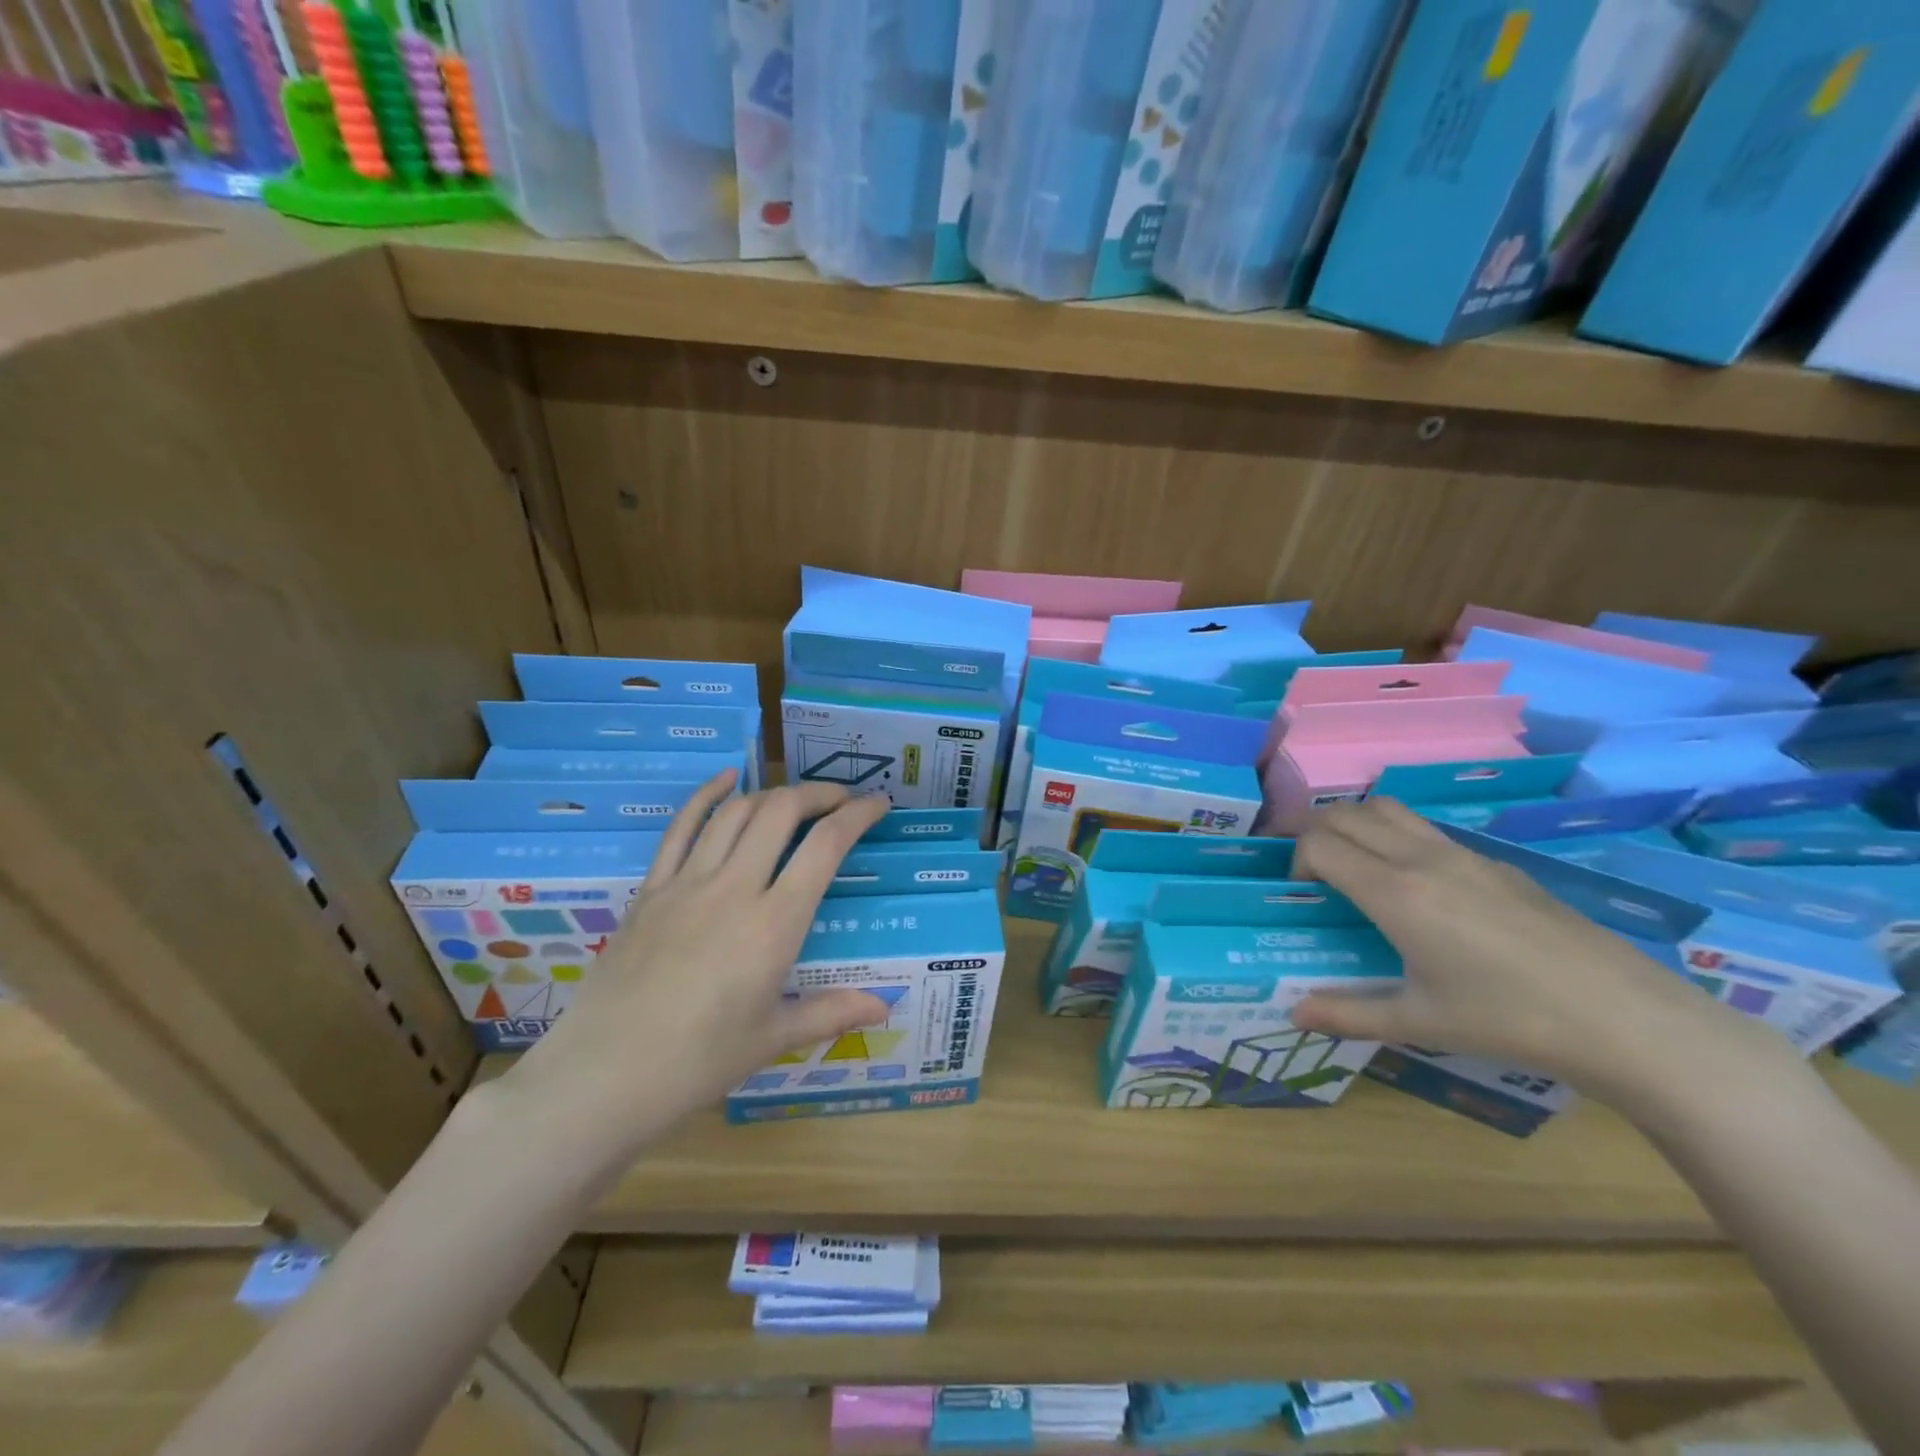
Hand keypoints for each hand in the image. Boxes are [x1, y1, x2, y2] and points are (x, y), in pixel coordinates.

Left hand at [503, 772, 889, 1150]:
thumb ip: (832, 1012)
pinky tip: (726, 778)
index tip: (877, 805)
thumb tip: (884, 1007)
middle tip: (840, 801)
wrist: (604, 1075)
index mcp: (774, 924)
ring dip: (771, 794)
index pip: (825, 846)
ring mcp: (687, 883)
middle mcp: (734, 888)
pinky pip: (680, 827)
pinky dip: (707, 796)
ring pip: (735, 812)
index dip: (857, 815)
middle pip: (780, 812)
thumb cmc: (698, 1062)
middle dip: (818, 795)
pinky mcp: (651, 889)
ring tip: (793, 801)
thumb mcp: (773, 1039)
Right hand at [1289, 798, 1764, 1101]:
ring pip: (1387, 808)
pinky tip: (1419, 888)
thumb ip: (1347, 1013)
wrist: (1623, 1017)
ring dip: (1355, 823)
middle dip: (1314, 831)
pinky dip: (1397, 836)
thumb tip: (1293, 1013)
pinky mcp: (1495, 863)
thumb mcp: (1419, 1022)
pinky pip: (1426, 829)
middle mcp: (1421, 858)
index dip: (1295, 860)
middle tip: (1313, 870)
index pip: (1319, 844)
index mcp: (1395, 892)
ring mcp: (1463, 854)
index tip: (1302, 894)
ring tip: (1355, 864)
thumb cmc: (1508, 1019)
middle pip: (1345, 813)